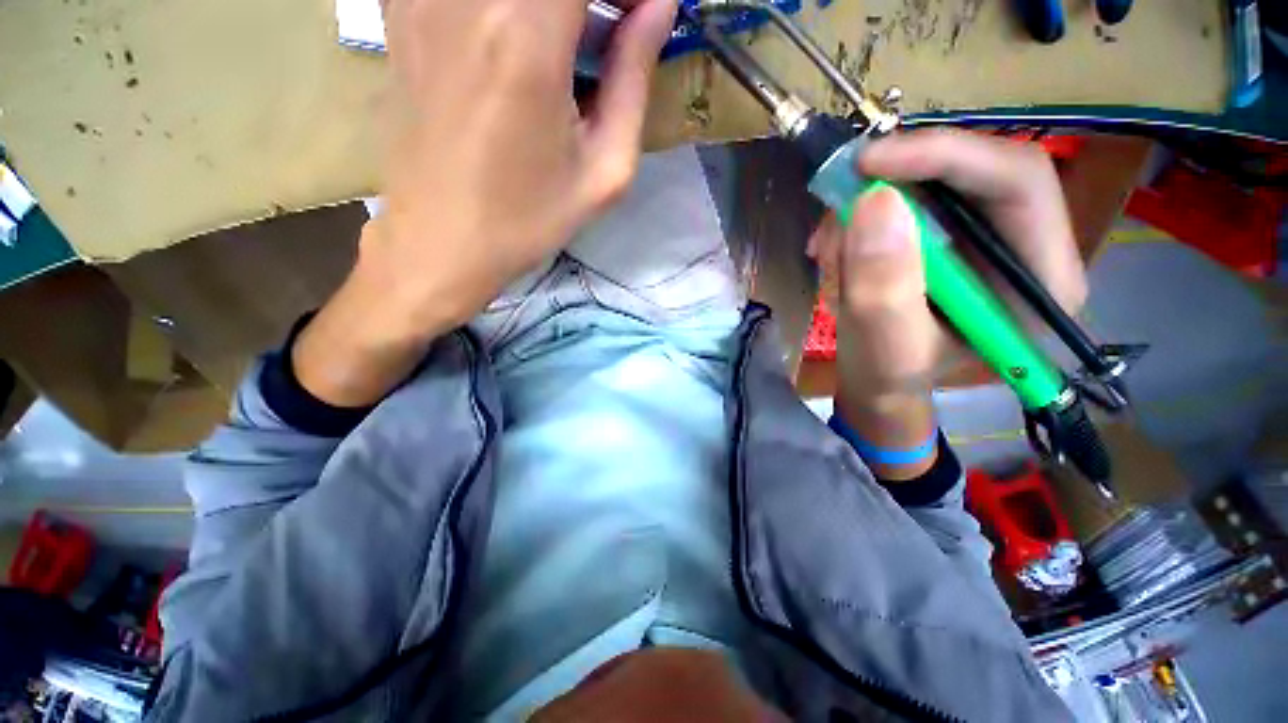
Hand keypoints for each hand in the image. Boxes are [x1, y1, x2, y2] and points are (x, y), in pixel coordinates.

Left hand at [293, 0, 677, 406]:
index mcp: (527, 37)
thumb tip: (659, 7)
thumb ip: (634, 80)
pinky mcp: (400, 12)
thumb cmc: (528, 220)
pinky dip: (508, 14)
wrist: (440, 242)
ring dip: (550, 8)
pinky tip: (515, 44)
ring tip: (568, 46)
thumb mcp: (604, 171)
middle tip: (609, 31)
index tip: (641, 16)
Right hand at [807, 129, 1086, 477]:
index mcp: (1041, 282)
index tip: (868, 165)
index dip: (944, 156)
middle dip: (894, 184)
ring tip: (829, 251)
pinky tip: (838, 251)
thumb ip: (883, 287)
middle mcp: (1025, 246)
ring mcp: (985, 237)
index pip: (1017, 181)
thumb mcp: (884, 347)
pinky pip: (905, 200)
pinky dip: (862, 218)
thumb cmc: (888, 379)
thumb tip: (875, 201)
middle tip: (835, 210)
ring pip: (929, 183)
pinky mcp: (949, 235)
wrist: (877, 385)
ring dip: (867, 208)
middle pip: (971, 172)